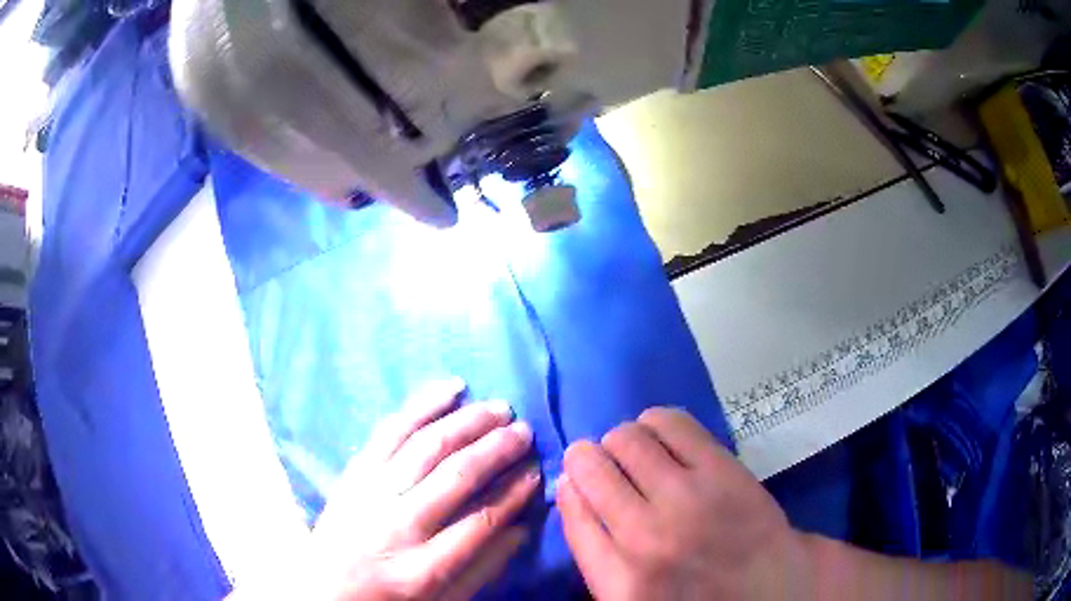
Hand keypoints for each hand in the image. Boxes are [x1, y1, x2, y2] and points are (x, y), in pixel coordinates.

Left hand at [304, 378, 539, 599]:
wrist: (322, 587)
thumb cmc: (388, 597)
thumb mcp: (442, 600)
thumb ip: (483, 568)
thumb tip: (522, 526)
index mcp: (423, 568)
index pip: (481, 520)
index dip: (515, 492)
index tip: (537, 471)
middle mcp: (397, 525)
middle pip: (456, 476)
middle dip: (497, 449)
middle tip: (525, 431)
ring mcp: (370, 492)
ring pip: (426, 445)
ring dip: (468, 422)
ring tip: (500, 408)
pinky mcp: (354, 470)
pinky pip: (390, 429)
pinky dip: (422, 404)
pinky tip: (451, 388)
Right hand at [557, 408, 811, 600]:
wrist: (774, 590)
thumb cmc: (699, 595)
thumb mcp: (631, 594)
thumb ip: (596, 551)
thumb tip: (573, 488)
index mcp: (617, 578)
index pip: (570, 509)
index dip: (570, 485)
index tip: (576, 480)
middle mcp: (643, 536)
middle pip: (589, 466)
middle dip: (590, 459)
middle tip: (609, 466)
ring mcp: (686, 498)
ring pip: (625, 439)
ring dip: (622, 441)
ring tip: (639, 453)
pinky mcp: (721, 470)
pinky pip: (668, 422)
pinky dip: (655, 422)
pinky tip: (663, 436)